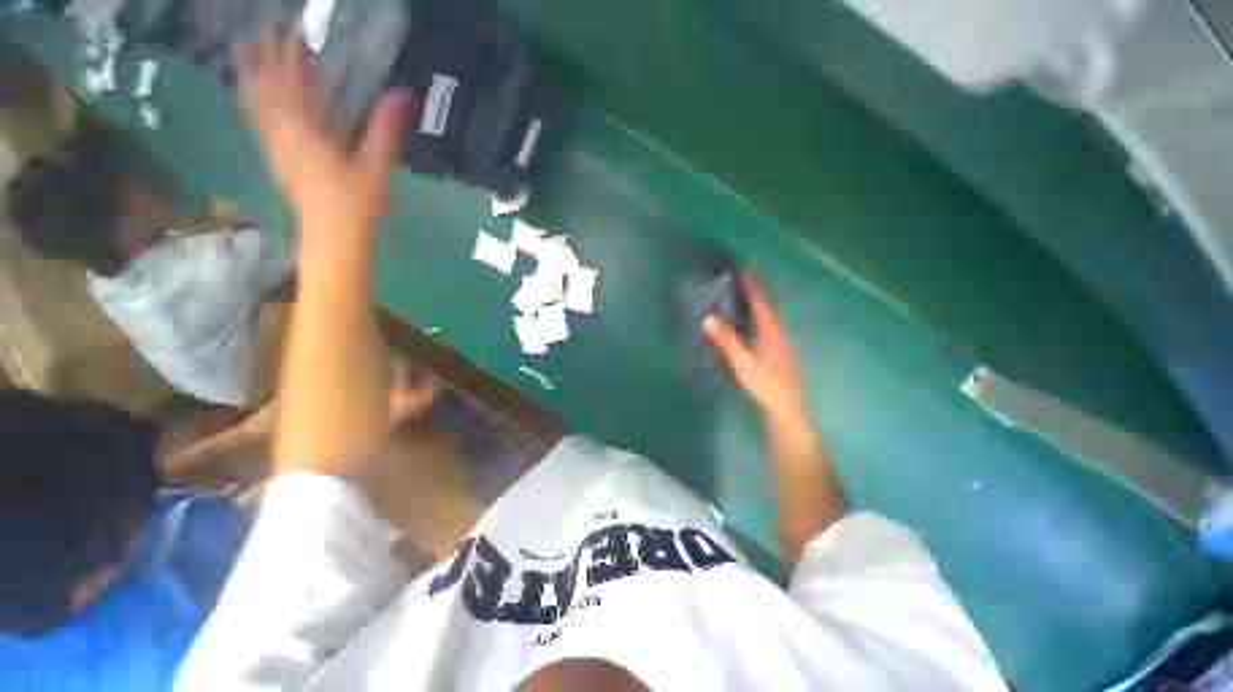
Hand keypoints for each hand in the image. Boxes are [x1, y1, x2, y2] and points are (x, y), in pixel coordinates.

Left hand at [235, 28, 411, 253]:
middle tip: (269, 30)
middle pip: (268, 87)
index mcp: (306, 130)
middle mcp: (282, 132)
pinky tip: (251, 92)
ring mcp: (274, 145)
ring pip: (256, 101)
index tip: (292, 29)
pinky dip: (252, 98)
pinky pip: (257, 119)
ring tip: (248, 50)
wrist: (333, 233)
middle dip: (268, 57)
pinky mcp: (275, 156)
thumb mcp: (376, 166)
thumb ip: (384, 129)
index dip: (291, 54)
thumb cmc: (357, 202)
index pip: (293, 82)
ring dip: (253, 73)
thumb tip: (400, 94)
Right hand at [703, 276, 809, 431]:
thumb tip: (708, 318)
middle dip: (751, 290)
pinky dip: (754, 317)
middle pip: (764, 305)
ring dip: (753, 303)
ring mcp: (778, 342)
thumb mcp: (742, 362)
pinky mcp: (776, 351)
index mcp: (770, 330)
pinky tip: (746, 322)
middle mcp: (777, 332)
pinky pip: (764, 325)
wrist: (785, 407)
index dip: (750, 284)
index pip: (759, 301)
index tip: (739, 268)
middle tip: (735, 278)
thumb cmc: (764, 384)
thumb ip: (726, 340)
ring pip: (765, 316)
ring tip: (738, 295)